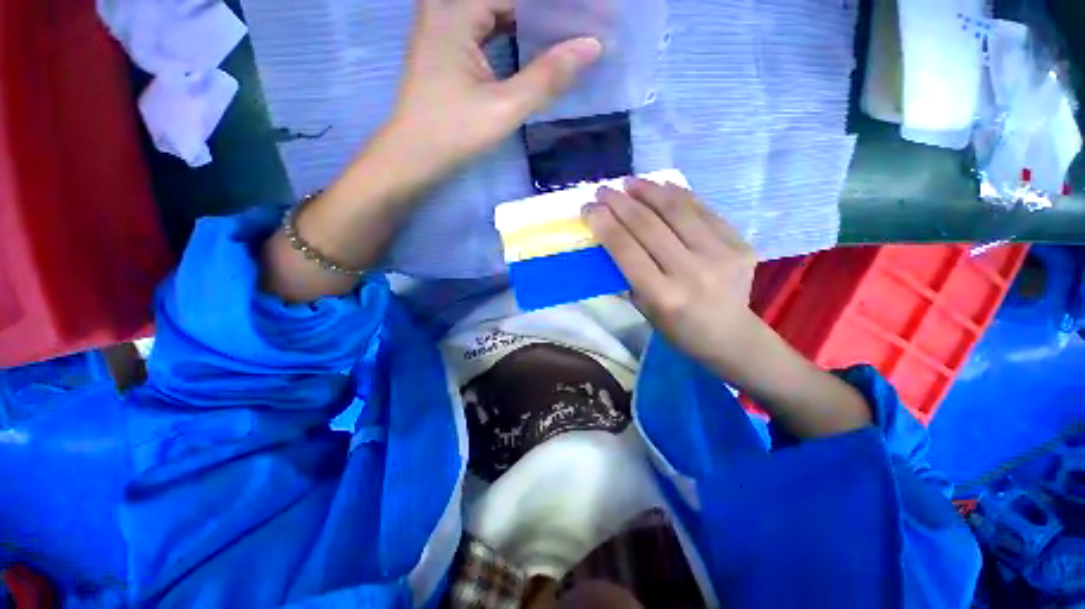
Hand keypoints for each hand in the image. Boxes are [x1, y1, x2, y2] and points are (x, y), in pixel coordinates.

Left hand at [383, 0, 601, 174]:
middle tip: (582, 23)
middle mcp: (446, 6)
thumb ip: (547, 77)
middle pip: (506, 0)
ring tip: (567, 31)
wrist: (414, 156)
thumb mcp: (504, 108)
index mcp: (455, 10)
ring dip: (532, 20)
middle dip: (546, 11)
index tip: (591, 13)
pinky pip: (487, 26)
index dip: (557, 4)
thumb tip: (591, 46)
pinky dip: (514, 33)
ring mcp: (444, 24)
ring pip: (497, 10)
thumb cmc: (454, 133)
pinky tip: (536, 43)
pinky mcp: (447, 44)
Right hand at [583, 180, 763, 376]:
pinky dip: (679, 195)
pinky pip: (704, 210)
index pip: (626, 250)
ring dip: (648, 190)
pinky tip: (661, 187)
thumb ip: (628, 273)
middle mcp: (691, 272)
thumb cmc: (678, 329)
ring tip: (630, 182)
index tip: (588, 208)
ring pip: (677, 211)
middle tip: (603, 190)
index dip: (604, 224)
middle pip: (648, 226)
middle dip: (619, 203)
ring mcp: (720, 255)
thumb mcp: (643, 309)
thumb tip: (612, 235)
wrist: (731, 336)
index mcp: (662, 296)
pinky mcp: (740, 244)